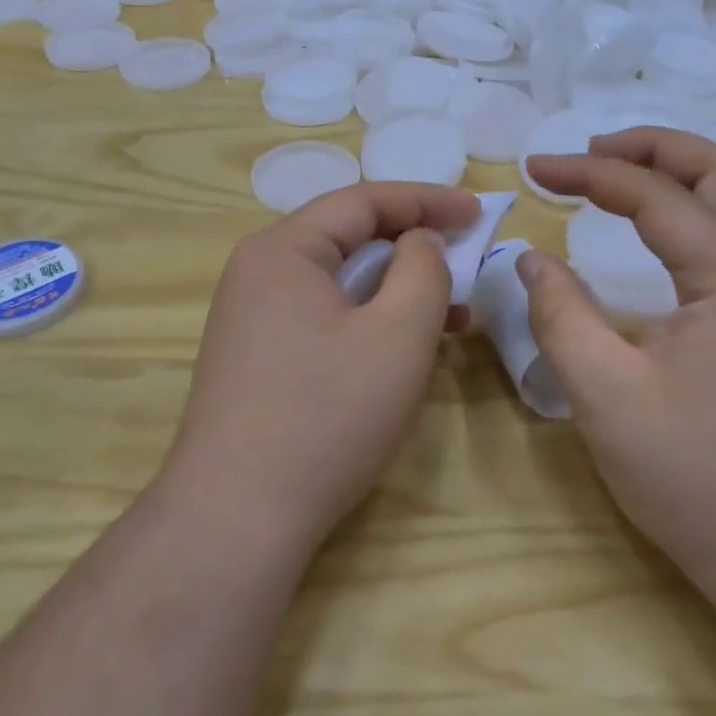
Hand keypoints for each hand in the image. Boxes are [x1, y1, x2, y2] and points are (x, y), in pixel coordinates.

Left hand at [158, 182, 480, 556]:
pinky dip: (368, 321)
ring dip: (395, 289)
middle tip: (466, 255)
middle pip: (347, 238)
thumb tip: (419, 241)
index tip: (478, 211)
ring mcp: (251, 317)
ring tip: (451, 313)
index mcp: (283, 249)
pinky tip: (405, 350)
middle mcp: (258, 272)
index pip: (363, 201)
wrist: (238, 516)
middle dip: (412, 244)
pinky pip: (322, 317)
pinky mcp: (256, 357)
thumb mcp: (398, 334)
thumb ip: (423, 269)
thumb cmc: (327, 415)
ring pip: (338, 282)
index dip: (427, 199)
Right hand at [520, 129, 715, 582]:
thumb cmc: (695, 475)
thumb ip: (561, 315)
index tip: (535, 169)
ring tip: (625, 175)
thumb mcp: (606, 394)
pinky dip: (702, 207)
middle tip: (591, 152)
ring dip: (684, 171)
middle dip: (653, 146)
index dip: (590, 172)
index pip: (654, 195)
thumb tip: (533, 257)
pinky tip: (669, 231)